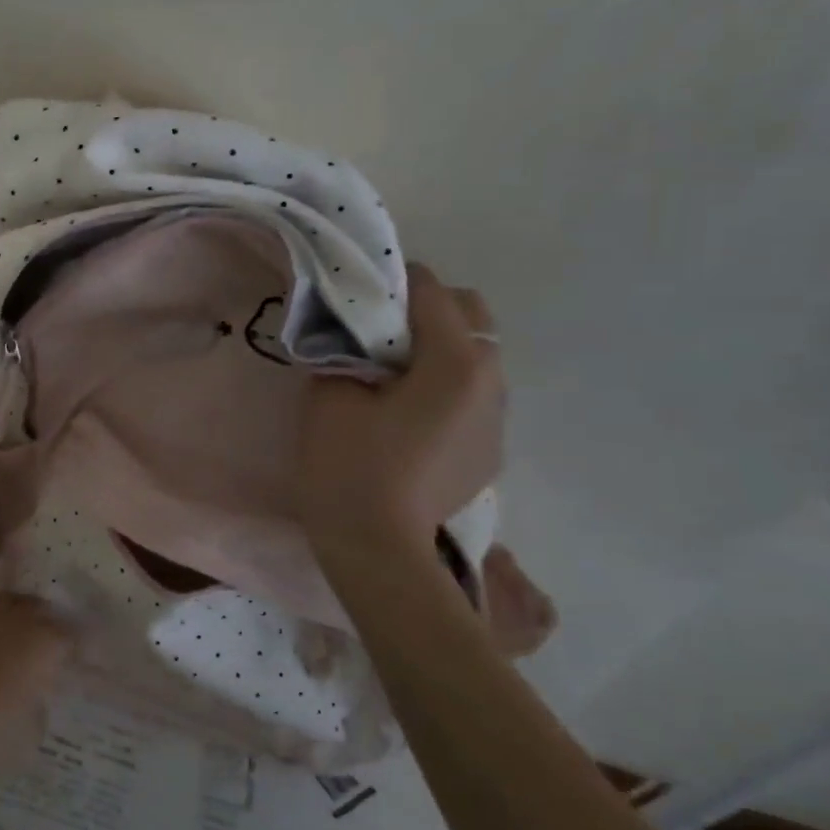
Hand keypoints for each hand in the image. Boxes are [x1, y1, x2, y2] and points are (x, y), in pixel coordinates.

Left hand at [0, 594, 74, 768]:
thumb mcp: (30, 728)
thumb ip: (39, 703)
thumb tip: (38, 693)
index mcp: (45, 643)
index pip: (70, 635)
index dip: (73, 645)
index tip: (73, 657)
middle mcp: (17, 621)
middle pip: (38, 607)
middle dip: (43, 619)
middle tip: (43, 641)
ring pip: (6, 602)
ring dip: (12, 615)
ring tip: (11, 636)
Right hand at [296, 263, 504, 553]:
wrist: (378, 548)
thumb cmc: (349, 465)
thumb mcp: (331, 395)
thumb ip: (342, 350)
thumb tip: (350, 334)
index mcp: (455, 362)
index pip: (431, 291)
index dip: (390, 281)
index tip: (355, 289)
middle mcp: (491, 380)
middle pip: (469, 314)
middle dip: (425, 307)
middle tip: (374, 329)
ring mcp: (498, 417)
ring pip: (476, 354)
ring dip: (437, 346)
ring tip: (391, 372)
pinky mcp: (491, 447)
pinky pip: (473, 393)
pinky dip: (444, 383)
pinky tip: (408, 414)